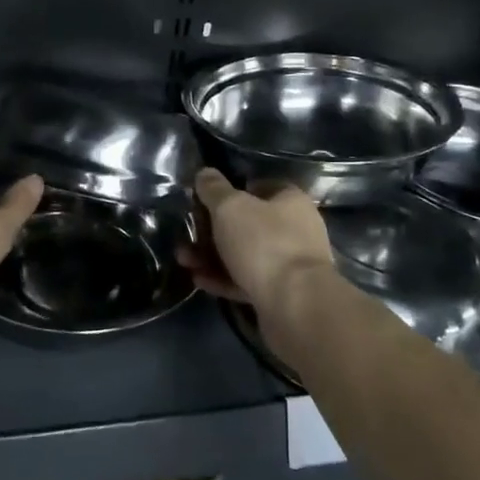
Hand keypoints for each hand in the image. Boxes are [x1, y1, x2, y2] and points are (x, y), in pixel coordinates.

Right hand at [179, 168, 335, 312]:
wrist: (295, 307)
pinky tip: (198, 280)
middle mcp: (295, 230)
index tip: (205, 200)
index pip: (260, 186)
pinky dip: (223, 279)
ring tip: (183, 259)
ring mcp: (289, 264)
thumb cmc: (264, 243)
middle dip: (213, 229)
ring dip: (212, 256)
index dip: (231, 190)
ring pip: (244, 254)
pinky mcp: (280, 294)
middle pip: (248, 223)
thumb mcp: (230, 207)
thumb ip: (214, 189)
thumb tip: (204, 173)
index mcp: (290, 201)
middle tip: (187, 234)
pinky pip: (246, 280)